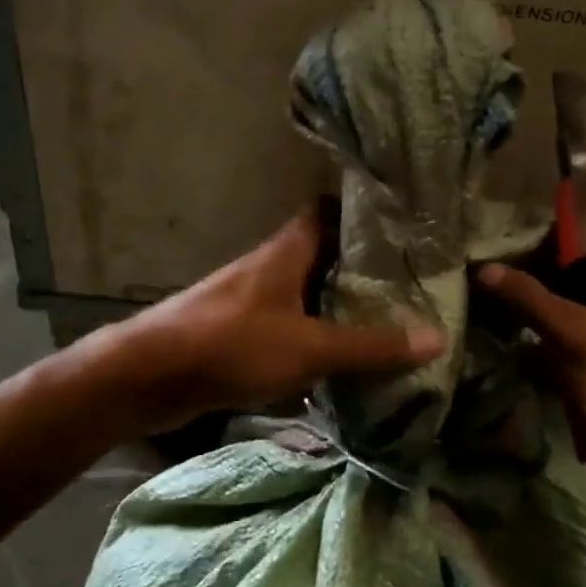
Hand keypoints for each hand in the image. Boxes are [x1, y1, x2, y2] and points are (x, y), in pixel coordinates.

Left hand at [108, 205, 443, 432]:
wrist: (149, 375)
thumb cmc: (233, 345)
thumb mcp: (310, 348)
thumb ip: (371, 347)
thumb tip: (436, 339)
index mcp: (286, 251)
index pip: (327, 211)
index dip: (361, 213)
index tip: (401, 228)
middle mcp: (268, 266)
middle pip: (319, 253)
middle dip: (358, 267)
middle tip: (405, 283)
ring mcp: (248, 298)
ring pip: (302, 290)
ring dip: (334, 303)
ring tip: (380, 319)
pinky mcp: (235, 330)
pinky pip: (284, 323)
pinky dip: (310, 334)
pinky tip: (333, 357)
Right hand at [477, 225, 585, 513]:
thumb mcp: (578, 337)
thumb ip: (531, 300)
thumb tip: (486, 269)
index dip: (579, 233)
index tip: (536, 248)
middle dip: (560, 285)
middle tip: (518, 288)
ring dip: (563, 325)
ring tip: (522, 328)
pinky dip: (577, 355)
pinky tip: (544, 367)